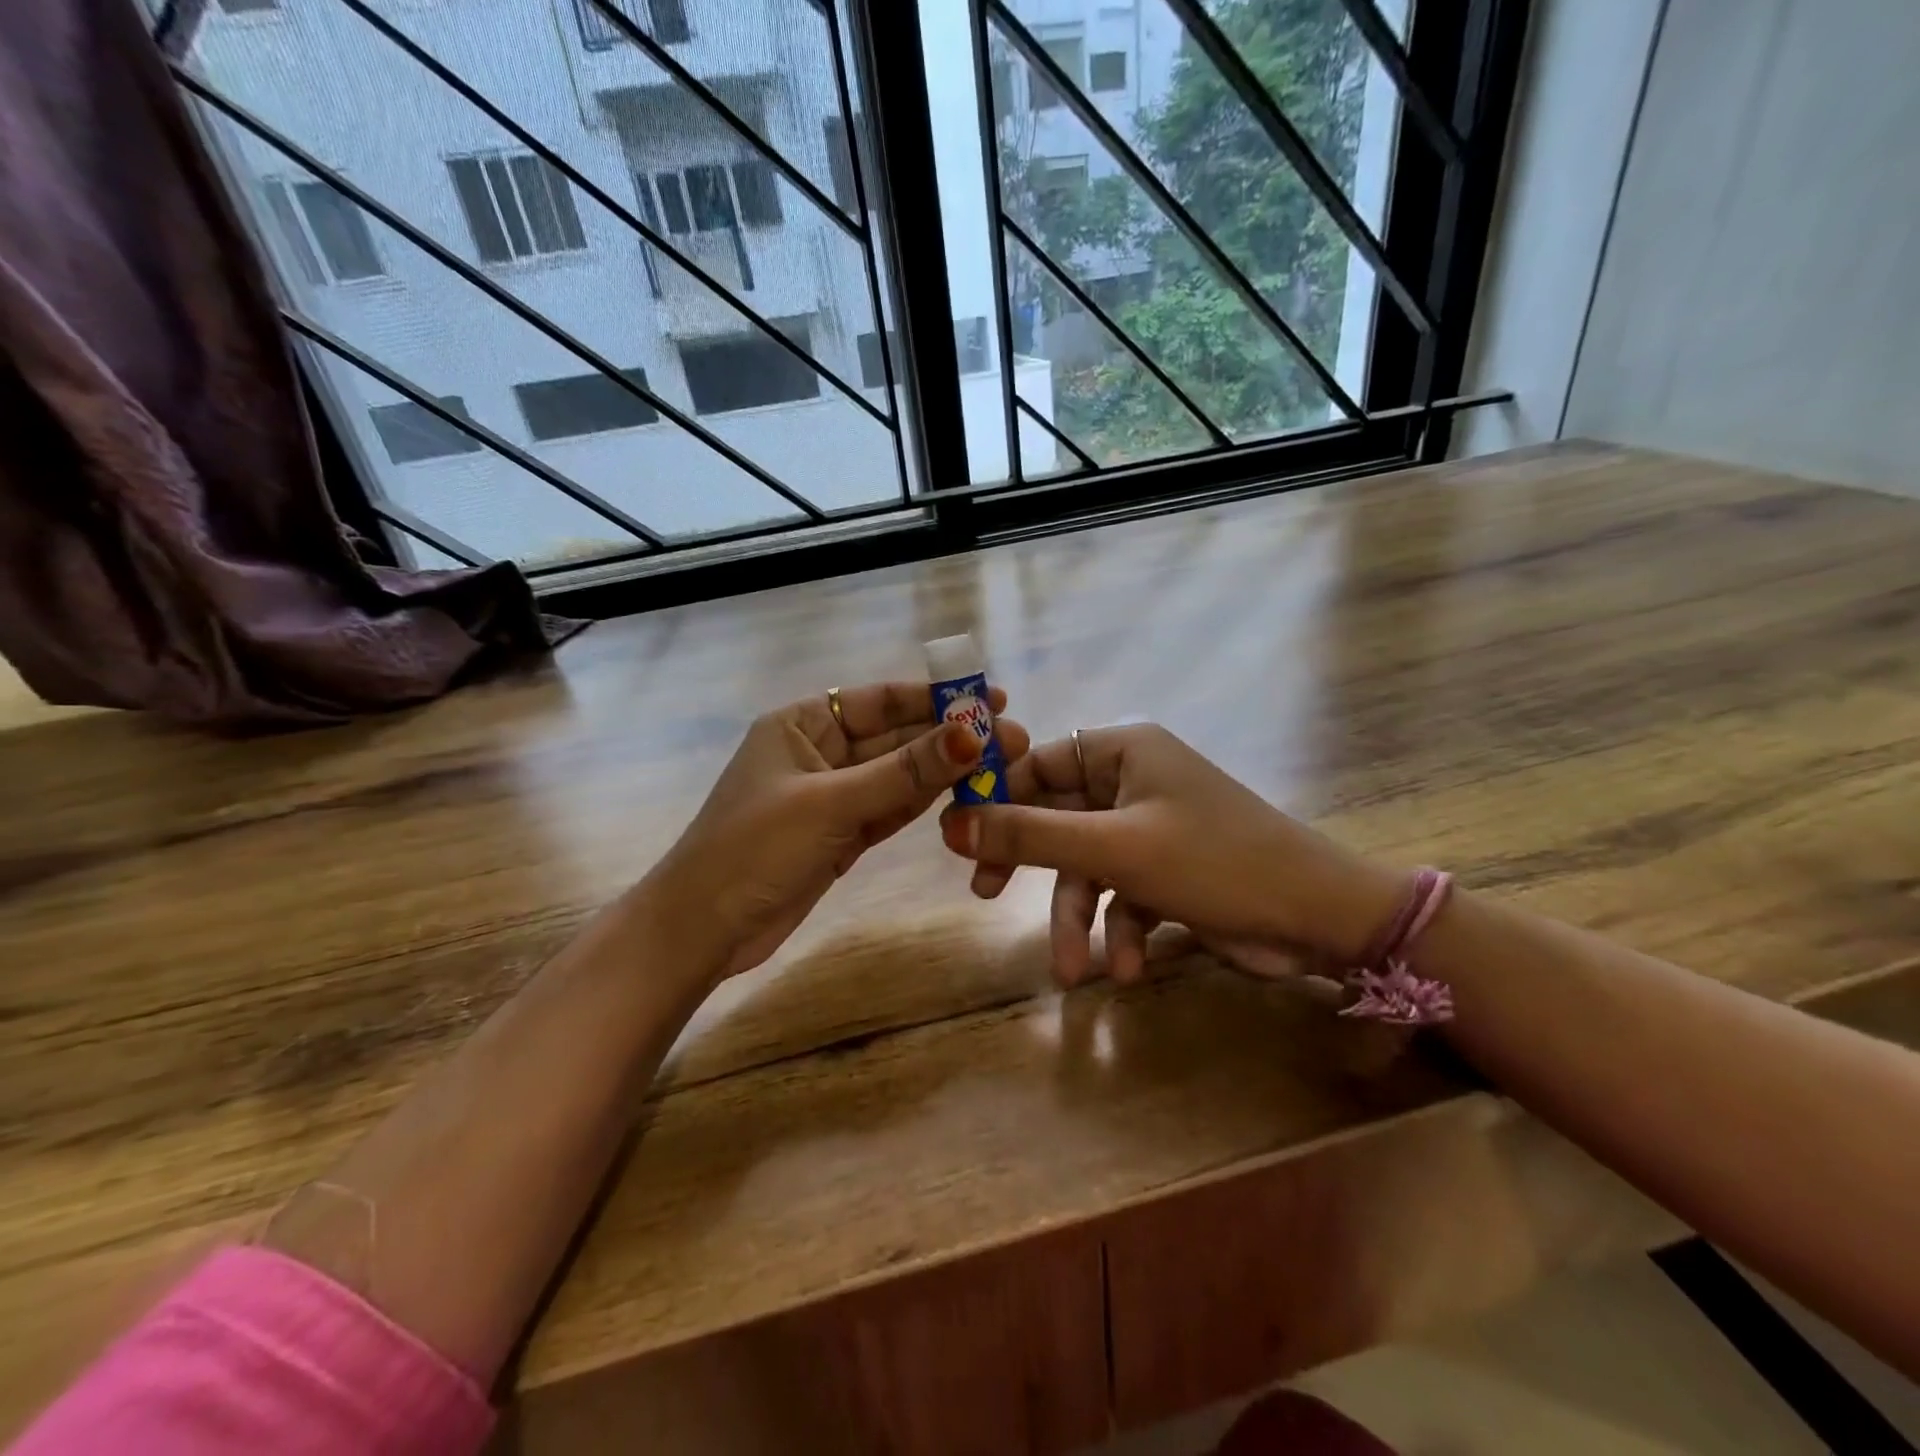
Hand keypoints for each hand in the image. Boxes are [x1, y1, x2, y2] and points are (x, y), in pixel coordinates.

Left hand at [645, 682, 1029, 983]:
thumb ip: (903, 771)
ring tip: (1000, 764)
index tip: (991, 699)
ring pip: (897, 776)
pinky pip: (889, 809)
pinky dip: (921, 803)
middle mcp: (819, 752)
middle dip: (949, 738)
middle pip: (895, 737)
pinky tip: (962, 792)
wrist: (702, 931)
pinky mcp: (840, 835)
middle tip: (1012, 739)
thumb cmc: (753, 849)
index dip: (936, 698)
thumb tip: (971, 734)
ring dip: (943, 771)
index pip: (879, 700)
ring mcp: (831, 796)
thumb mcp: (831, 804)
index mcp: (802, 724)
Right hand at [939, 724, 1404, 988]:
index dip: (995, 793)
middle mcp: (1132, 780)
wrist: (1320, 920)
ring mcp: (1149, 827)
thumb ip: (1029, 835)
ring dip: (1078, 918)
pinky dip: (1118, 932)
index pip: (1037, 760)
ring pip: (1085, 866)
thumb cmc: (1214, 861)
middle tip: (981, 891)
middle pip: (1055, 815)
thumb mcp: (1113, 849)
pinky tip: (1126, 970)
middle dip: (1028, 864)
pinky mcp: (1165, 870)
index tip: (957, 831)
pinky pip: (1120, 894)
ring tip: (1073, 972)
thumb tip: (949, 823)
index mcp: (1122, 750)